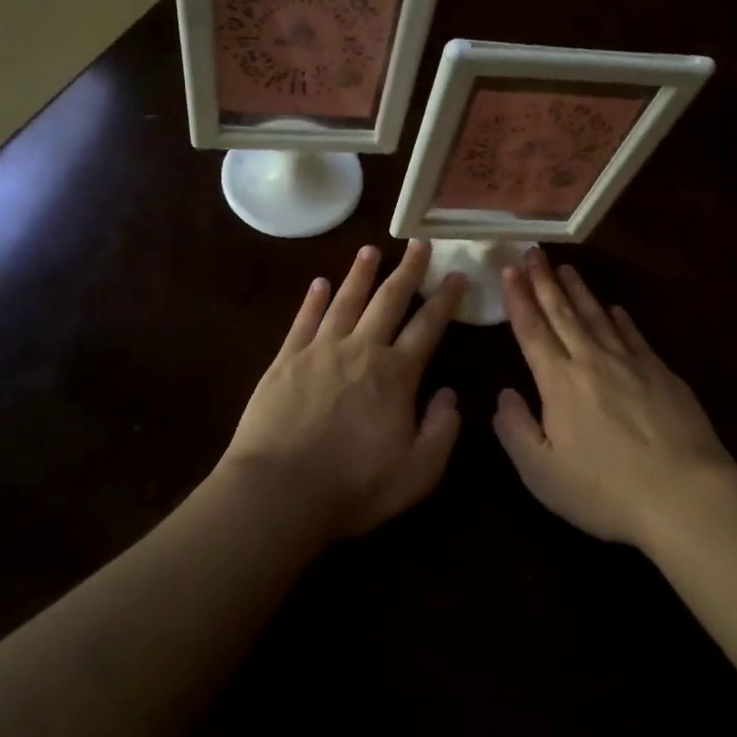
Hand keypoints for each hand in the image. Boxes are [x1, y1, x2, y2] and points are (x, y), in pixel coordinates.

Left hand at [221, 241, 464, 539]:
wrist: (279, 492)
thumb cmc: (353, 487)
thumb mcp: (417, 472)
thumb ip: (441, 430)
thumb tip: (450, 394)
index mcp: (396, 374)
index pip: (428, 326)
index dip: (446, 299)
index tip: (458, 275)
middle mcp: (361, 349)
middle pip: (389, 300)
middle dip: (407, 270)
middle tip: (418, 244)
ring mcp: (320, 350)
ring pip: (346, 300)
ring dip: (360, 273)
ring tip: (370, 250)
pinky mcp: (286, 359)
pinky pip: (304, 320)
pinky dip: (313, 299)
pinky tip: (320, 283)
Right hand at [493, 250, 734, 547]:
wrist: (684, 494)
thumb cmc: (605, 489)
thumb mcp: (542, 473)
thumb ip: (515, 430)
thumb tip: (504, 395)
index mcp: (559, 382)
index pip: (532, 330)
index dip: (518, 299)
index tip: (509, 269)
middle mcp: (592, 361)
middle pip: (563, 313)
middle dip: (544, 281)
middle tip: (533, 252)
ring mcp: (631, 363)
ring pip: (598, 317)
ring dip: (579, 291)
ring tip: (566, 268)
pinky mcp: (662, 373)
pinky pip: (634, 336)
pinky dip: (621, 319)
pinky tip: (616, 309)